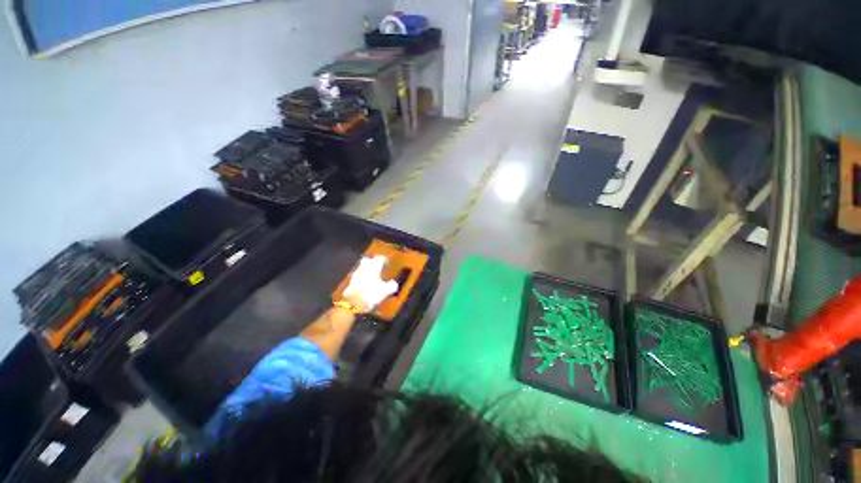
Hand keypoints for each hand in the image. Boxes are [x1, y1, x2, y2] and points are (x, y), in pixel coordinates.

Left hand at [343, 256, 398, 312]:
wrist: (353, 303)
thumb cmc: (371, 293)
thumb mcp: (385, 291)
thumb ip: (391, 285)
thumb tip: (394, 283)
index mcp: (373, 267)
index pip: (379, 258)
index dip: (384, 260)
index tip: (387, 263)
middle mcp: (364, 268)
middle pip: (367, 260)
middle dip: (372, 262)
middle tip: (378, 266)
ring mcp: (356, 274)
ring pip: (362, 268)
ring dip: (367, 270)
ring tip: (372, 276)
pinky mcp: (350, 282)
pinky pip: (358, 276)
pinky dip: (362, 278)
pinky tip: (365, 284)